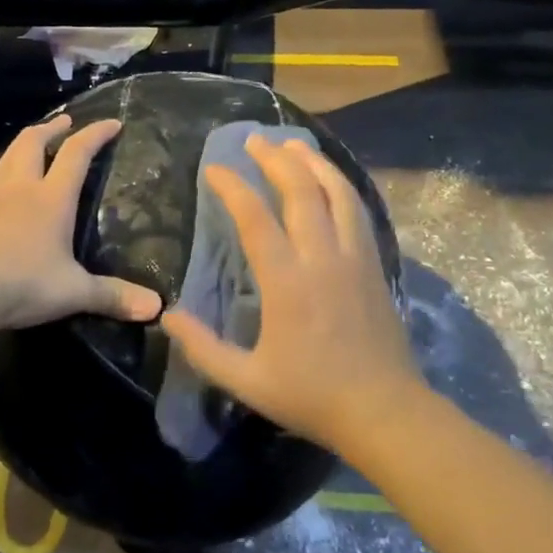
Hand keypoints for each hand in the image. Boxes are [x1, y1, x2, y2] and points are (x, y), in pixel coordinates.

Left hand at [0, 115, 161, 332]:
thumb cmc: (22, 284)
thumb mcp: (73, 292)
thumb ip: (112, 296)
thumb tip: (156, 308)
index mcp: (50, 199)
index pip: (76, 154)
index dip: (95, 134)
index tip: (111, 122)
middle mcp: (18, 190)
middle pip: (32, 143)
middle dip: (51, 128)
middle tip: (64, 122)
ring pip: (4, 162)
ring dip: (21, 150)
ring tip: (30, 151)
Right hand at [161, 135, 421, 452]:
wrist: (384, 412)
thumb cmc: (311, 397)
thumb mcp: (246, 381)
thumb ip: (203, 347)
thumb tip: (167, 315)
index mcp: (287, 282)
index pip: (255, 218)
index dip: (232, 186)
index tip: (213, 168)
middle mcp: (322, 258)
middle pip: (301, 191)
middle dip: (275, 159)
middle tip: (254, 140)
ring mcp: (354, 258)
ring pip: (337, 193)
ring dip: (314, 163)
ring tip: (293, 145)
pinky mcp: (375, 265)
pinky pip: (358, 211)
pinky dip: (341, 186)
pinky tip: (330, 181)